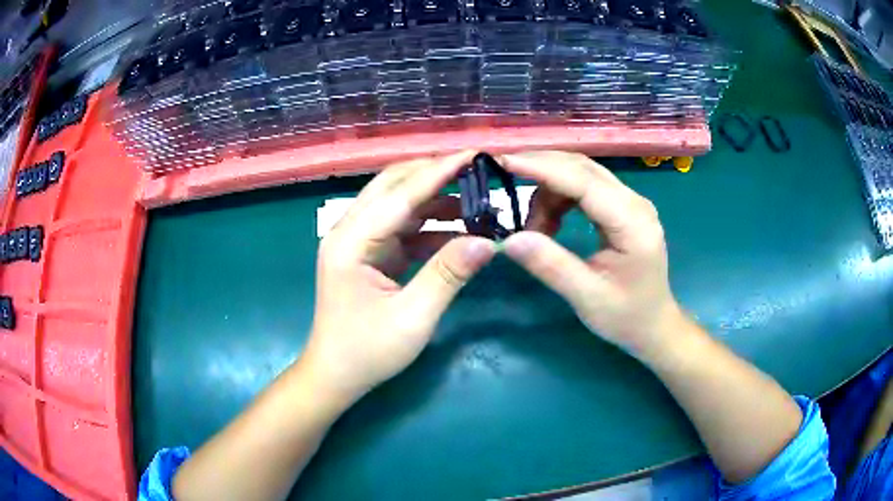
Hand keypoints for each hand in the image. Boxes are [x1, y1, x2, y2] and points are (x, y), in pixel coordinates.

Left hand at [302, 151, 496, 402]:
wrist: (336, 376)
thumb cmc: (367, 352)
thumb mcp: (412, 317)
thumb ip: (448, 274)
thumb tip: (488, 241)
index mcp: (351, 241)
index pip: (401, 194)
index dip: (439, 172)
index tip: (473, 154)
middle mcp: (350, 231)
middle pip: (394, 186)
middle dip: (434, 175)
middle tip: (476, 173)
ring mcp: (358, 242)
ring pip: (399, 205)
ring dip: (435, 201)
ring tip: (477, 202)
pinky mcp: (369, 254)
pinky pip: (402, 229)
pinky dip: (430, 227)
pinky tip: (460, 233)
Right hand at [499, 151, 682, 358]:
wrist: (652, 324)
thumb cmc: (625, 315)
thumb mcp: (587, 297)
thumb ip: (551, 266)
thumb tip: (510, 239)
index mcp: (632, 222)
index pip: (583, 181)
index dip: (542, 167)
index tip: (503, 161)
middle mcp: (633, 201)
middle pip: (581, 167)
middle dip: (540, 169)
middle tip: (503, 181)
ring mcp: (629, 201)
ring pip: (579, 173)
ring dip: (548, 190)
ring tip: (533, 228)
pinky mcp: (621, 206)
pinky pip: (583, 187)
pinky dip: (558, 198)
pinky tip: (549, 224)